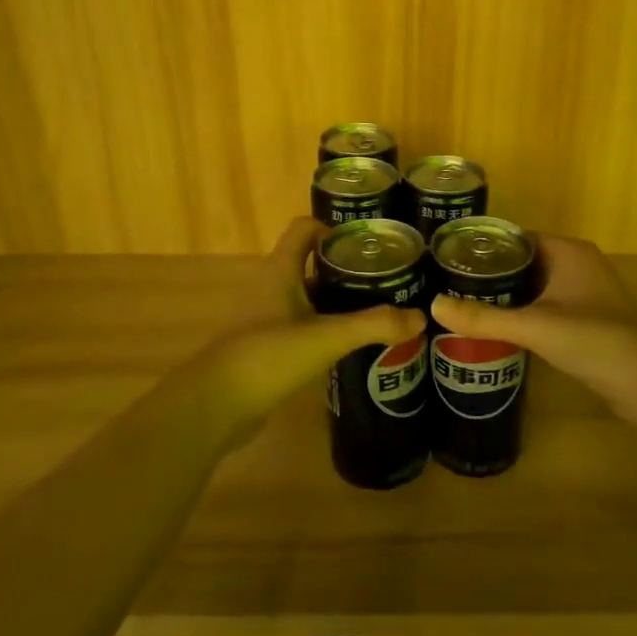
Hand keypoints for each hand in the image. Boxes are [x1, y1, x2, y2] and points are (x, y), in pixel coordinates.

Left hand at [190, 217, 425, 441]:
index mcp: (280, 270)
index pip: (305, 229)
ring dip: (340, 302)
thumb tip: (420, 316)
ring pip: (310, 298)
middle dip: (348, 269)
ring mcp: (268, 319)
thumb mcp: (326, 336)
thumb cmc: (267, 356)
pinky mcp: (269, 349)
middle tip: (387, 280)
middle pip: (312, 264)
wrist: (215, 406)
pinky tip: (353, 347)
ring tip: (380, 311)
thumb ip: (373, 325)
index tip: (370, 244)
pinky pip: (304, 328)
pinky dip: (327, 330)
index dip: (335, 229)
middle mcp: (272, 287)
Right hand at [429, 234, 636, 422]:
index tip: (449, 258)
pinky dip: (524, 314)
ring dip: (507, 295)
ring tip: (465, 305)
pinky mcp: (588, 320)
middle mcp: (578, 264)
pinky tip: (498, 328)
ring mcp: (586, 293)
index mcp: (568, 251)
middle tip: (449, 284)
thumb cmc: (592, 339)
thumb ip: (483, 318)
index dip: (484, 246)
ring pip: (536, 287)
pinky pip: (547, 308)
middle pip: (524, 262)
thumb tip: (433, 306)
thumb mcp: (533, 326)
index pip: (516, 237)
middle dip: (491, 273)